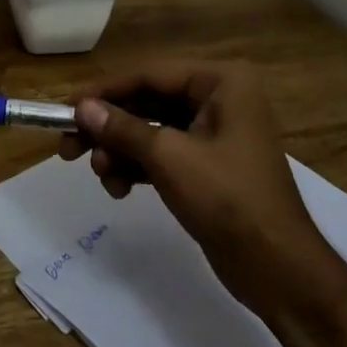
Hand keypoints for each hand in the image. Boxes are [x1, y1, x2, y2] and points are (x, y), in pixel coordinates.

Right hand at [62, 62, 341, 317]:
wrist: (280, 272)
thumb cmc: (229, 200)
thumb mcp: (170, 159)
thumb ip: (122, 129)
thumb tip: (82, 108)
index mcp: (221, 81)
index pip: (149, 74)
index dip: (105, 91)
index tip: (66, 109)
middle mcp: (219, 97)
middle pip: (147, 101)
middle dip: (109, 127)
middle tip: (68, 147)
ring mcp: (214, 132)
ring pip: (150, 129)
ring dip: (120, 151)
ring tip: (101, 176)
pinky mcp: (207, 164)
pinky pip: (161, 153)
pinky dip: (136, 167)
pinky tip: (118, 188)